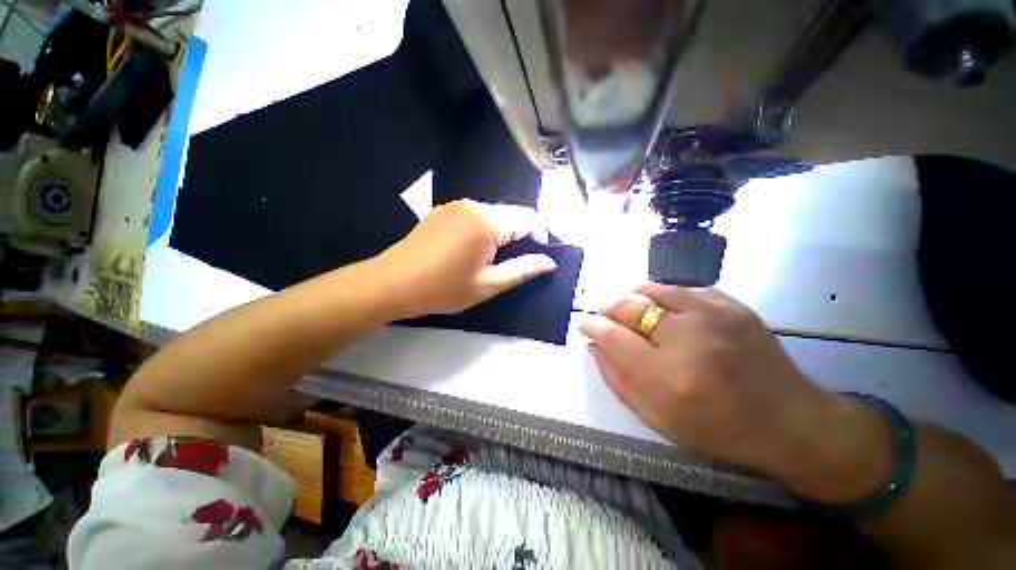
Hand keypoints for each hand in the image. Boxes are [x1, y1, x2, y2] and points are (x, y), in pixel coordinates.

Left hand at [376, 200, 557, 316]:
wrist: (392, 283)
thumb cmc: (444, 288)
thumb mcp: (488, 284)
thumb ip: (522, 270)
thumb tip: (549, 262)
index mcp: (488, 222)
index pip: (528, 218)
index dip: (540, 235)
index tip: (536, 257)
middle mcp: (473, 205)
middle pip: (510, 214)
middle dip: (519, 236)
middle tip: (512, 263)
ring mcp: (455, 206)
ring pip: (492, 215)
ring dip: (500, 233)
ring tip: (490, 259)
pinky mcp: (442, 211)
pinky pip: (473, 216)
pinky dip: (482, 230)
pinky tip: (469, 251)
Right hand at [580, 283, 892, 502]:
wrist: (790, 422)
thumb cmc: (717, 430)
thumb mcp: (657, 419)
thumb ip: (617, 379)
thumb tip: (593, 344)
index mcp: (667, 378)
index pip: (612, 336)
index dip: (592, 325)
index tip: (584, 323)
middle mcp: (688, 339)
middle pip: (629, 307)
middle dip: (606, 306)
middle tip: (600, 311)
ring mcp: (713, 316)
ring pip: (652, 289)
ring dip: (629, 295)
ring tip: (622, 303)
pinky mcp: (732, 305)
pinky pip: (680, 287)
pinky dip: (658, 291)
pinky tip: (653, 302)